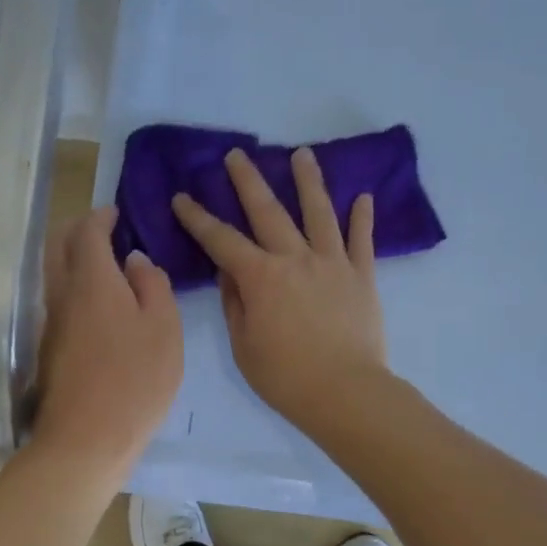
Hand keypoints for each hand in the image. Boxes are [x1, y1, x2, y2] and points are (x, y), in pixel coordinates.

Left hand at [30, 206, 182, 477]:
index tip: (114, 212)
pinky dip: (74, 287)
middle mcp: (62, 295)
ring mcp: (51, 324)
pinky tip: (100, 306)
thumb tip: (135, 261)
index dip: (100, 217)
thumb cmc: (135, 381)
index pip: (87, 232)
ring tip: (107, 267)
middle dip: (78, 231)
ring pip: (54, 274)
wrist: (86, 439)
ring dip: (74, 260)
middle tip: (104, 232)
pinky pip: (59, 301)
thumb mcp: (164, 329)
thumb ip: (153, 286)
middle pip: (58, 246)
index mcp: (92, 281)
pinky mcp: (49, 349)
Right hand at [171, 147, 387, 432]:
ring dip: (308, 181)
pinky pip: (362, 240)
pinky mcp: (363, 276)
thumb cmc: (285, 377)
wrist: (345, 392)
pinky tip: (364, 197)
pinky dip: (363, 218)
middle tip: (237, 155)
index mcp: (261, 277)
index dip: (198, 218)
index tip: (182, 197)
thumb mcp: (244, 345)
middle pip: (268, 211)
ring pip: (319, 212)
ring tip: (302, 154)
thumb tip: (230, 273)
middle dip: (248, 181)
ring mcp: (333, 263)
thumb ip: (236, 304)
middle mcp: (296, 258)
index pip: (221, 240)